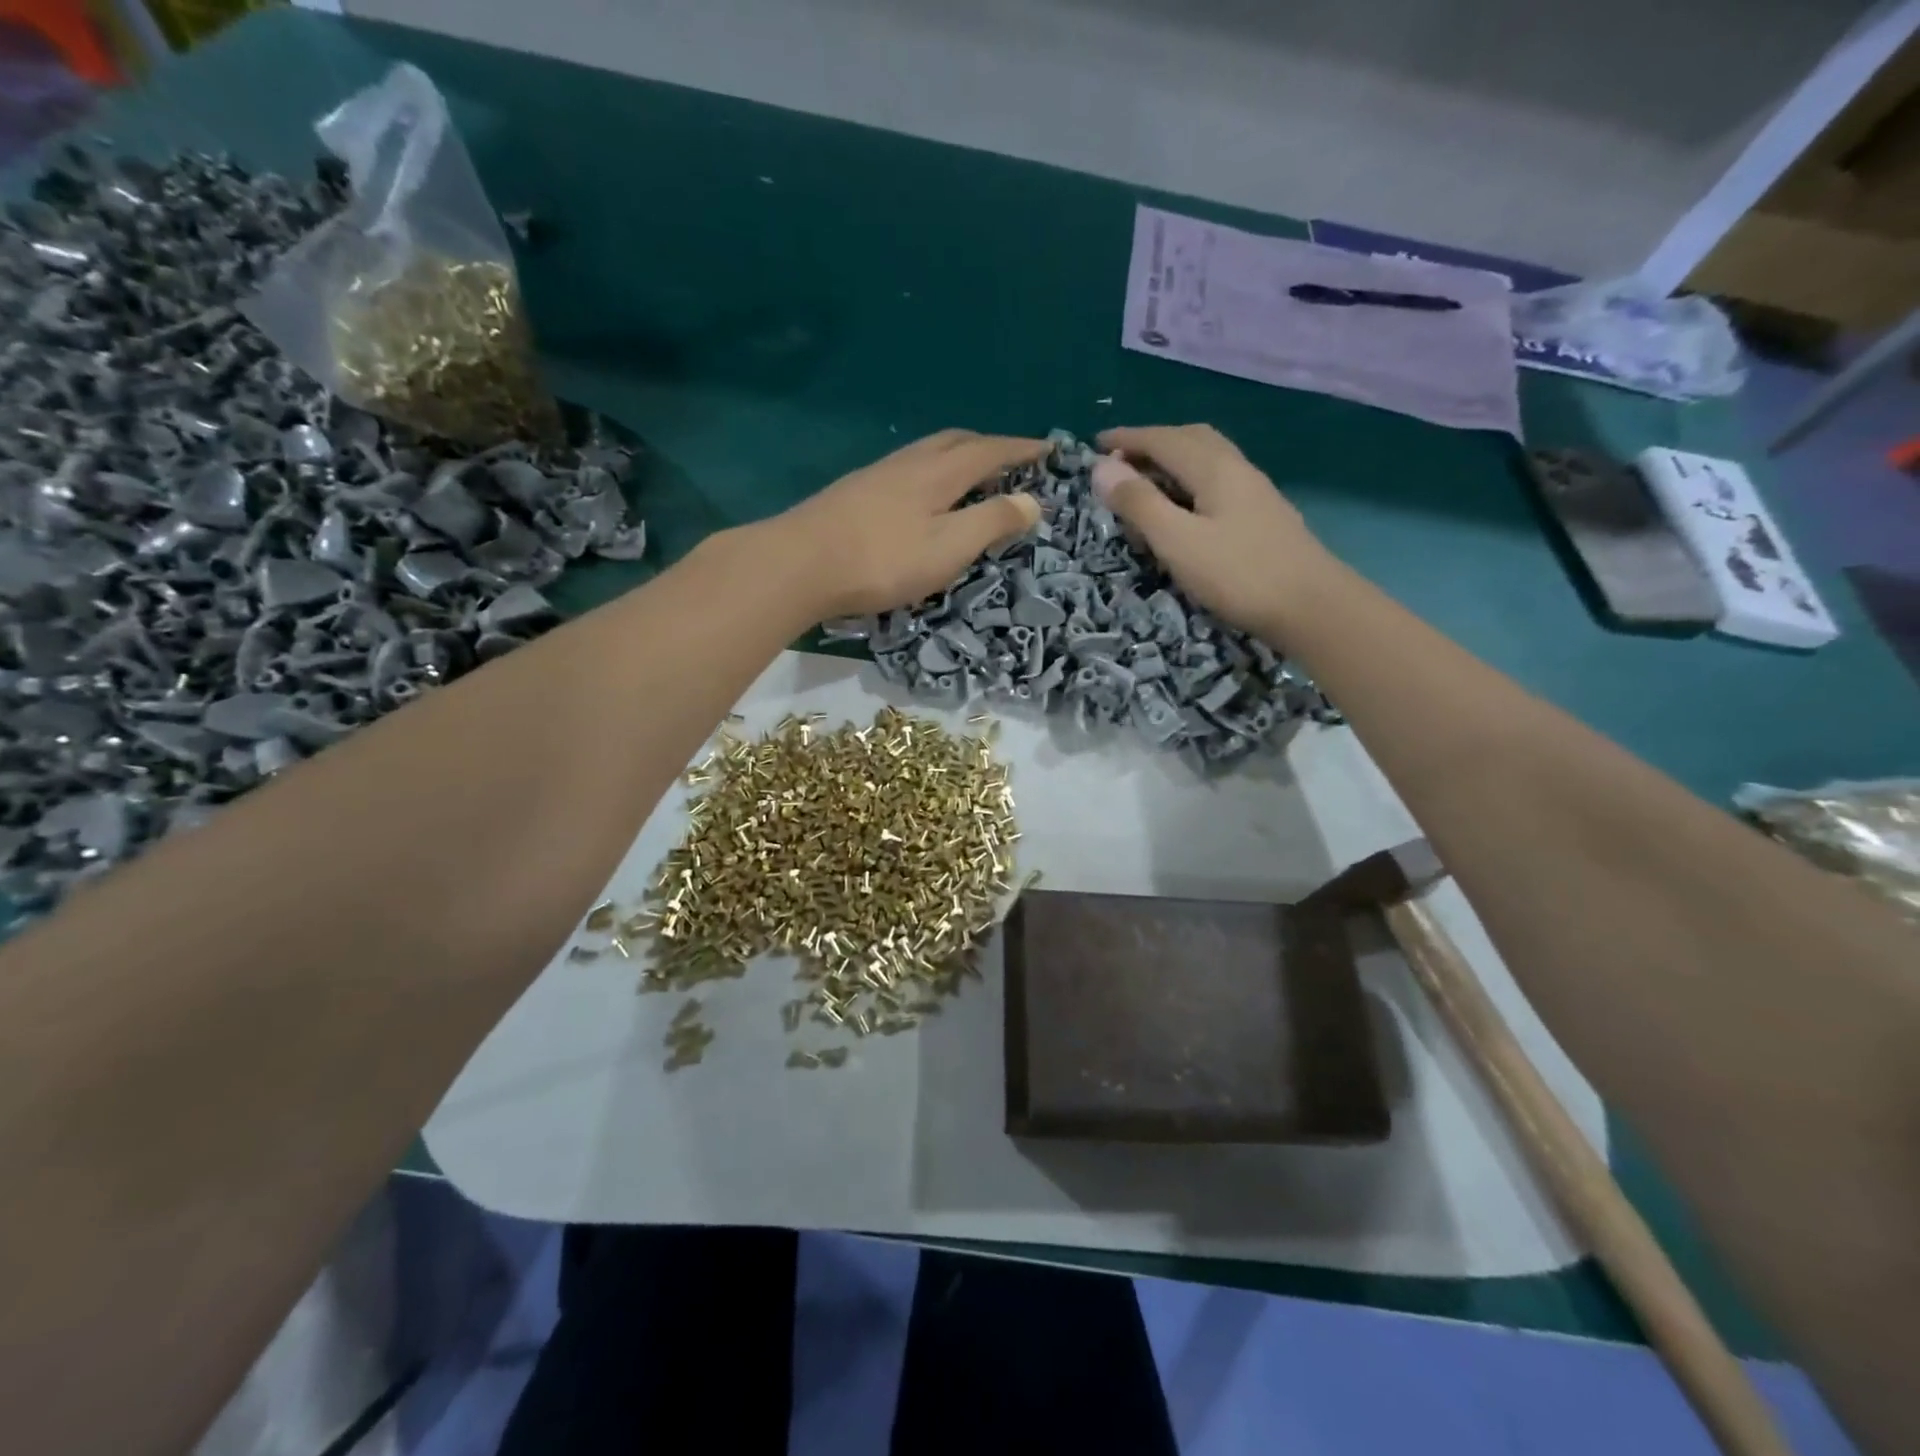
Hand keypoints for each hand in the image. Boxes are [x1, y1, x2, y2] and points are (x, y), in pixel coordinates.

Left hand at [775, 430, 1045, 619]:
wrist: (799, 564)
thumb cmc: (882, 560)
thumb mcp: (948, 547)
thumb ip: (991, 522)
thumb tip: (1032, 500)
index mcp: (937, 472)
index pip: (990, 451)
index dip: (1022, 450)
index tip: (1051, 449)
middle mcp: (908, 462)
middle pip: (956, 440)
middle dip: (990, 446)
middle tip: (1013, 461)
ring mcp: (877, 475)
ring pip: (927, 452)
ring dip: (957, 457)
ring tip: (972, 477)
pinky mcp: (854, 492)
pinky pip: (906, 469)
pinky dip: (931, 473)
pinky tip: (923, 497)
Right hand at [1092, 424, 1332, 638]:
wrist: (1312, 607)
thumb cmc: (1239, 574)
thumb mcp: (1178, 542)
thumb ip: (1139, 504)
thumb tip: (1101, 468)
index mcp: (1214, 468)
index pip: (1163, 439)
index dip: (1127, 439)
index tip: (1095, 444)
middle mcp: (1237, 469)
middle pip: (1191, 439)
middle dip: (1152, 442)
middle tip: (1120, 461)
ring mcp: (1255, 492)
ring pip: (1208, 458)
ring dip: (1173, 460)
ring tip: (1147, 482)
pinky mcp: (1263, 516)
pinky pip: (1218, 481)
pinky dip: (1190, 481)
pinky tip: (1186, 507)